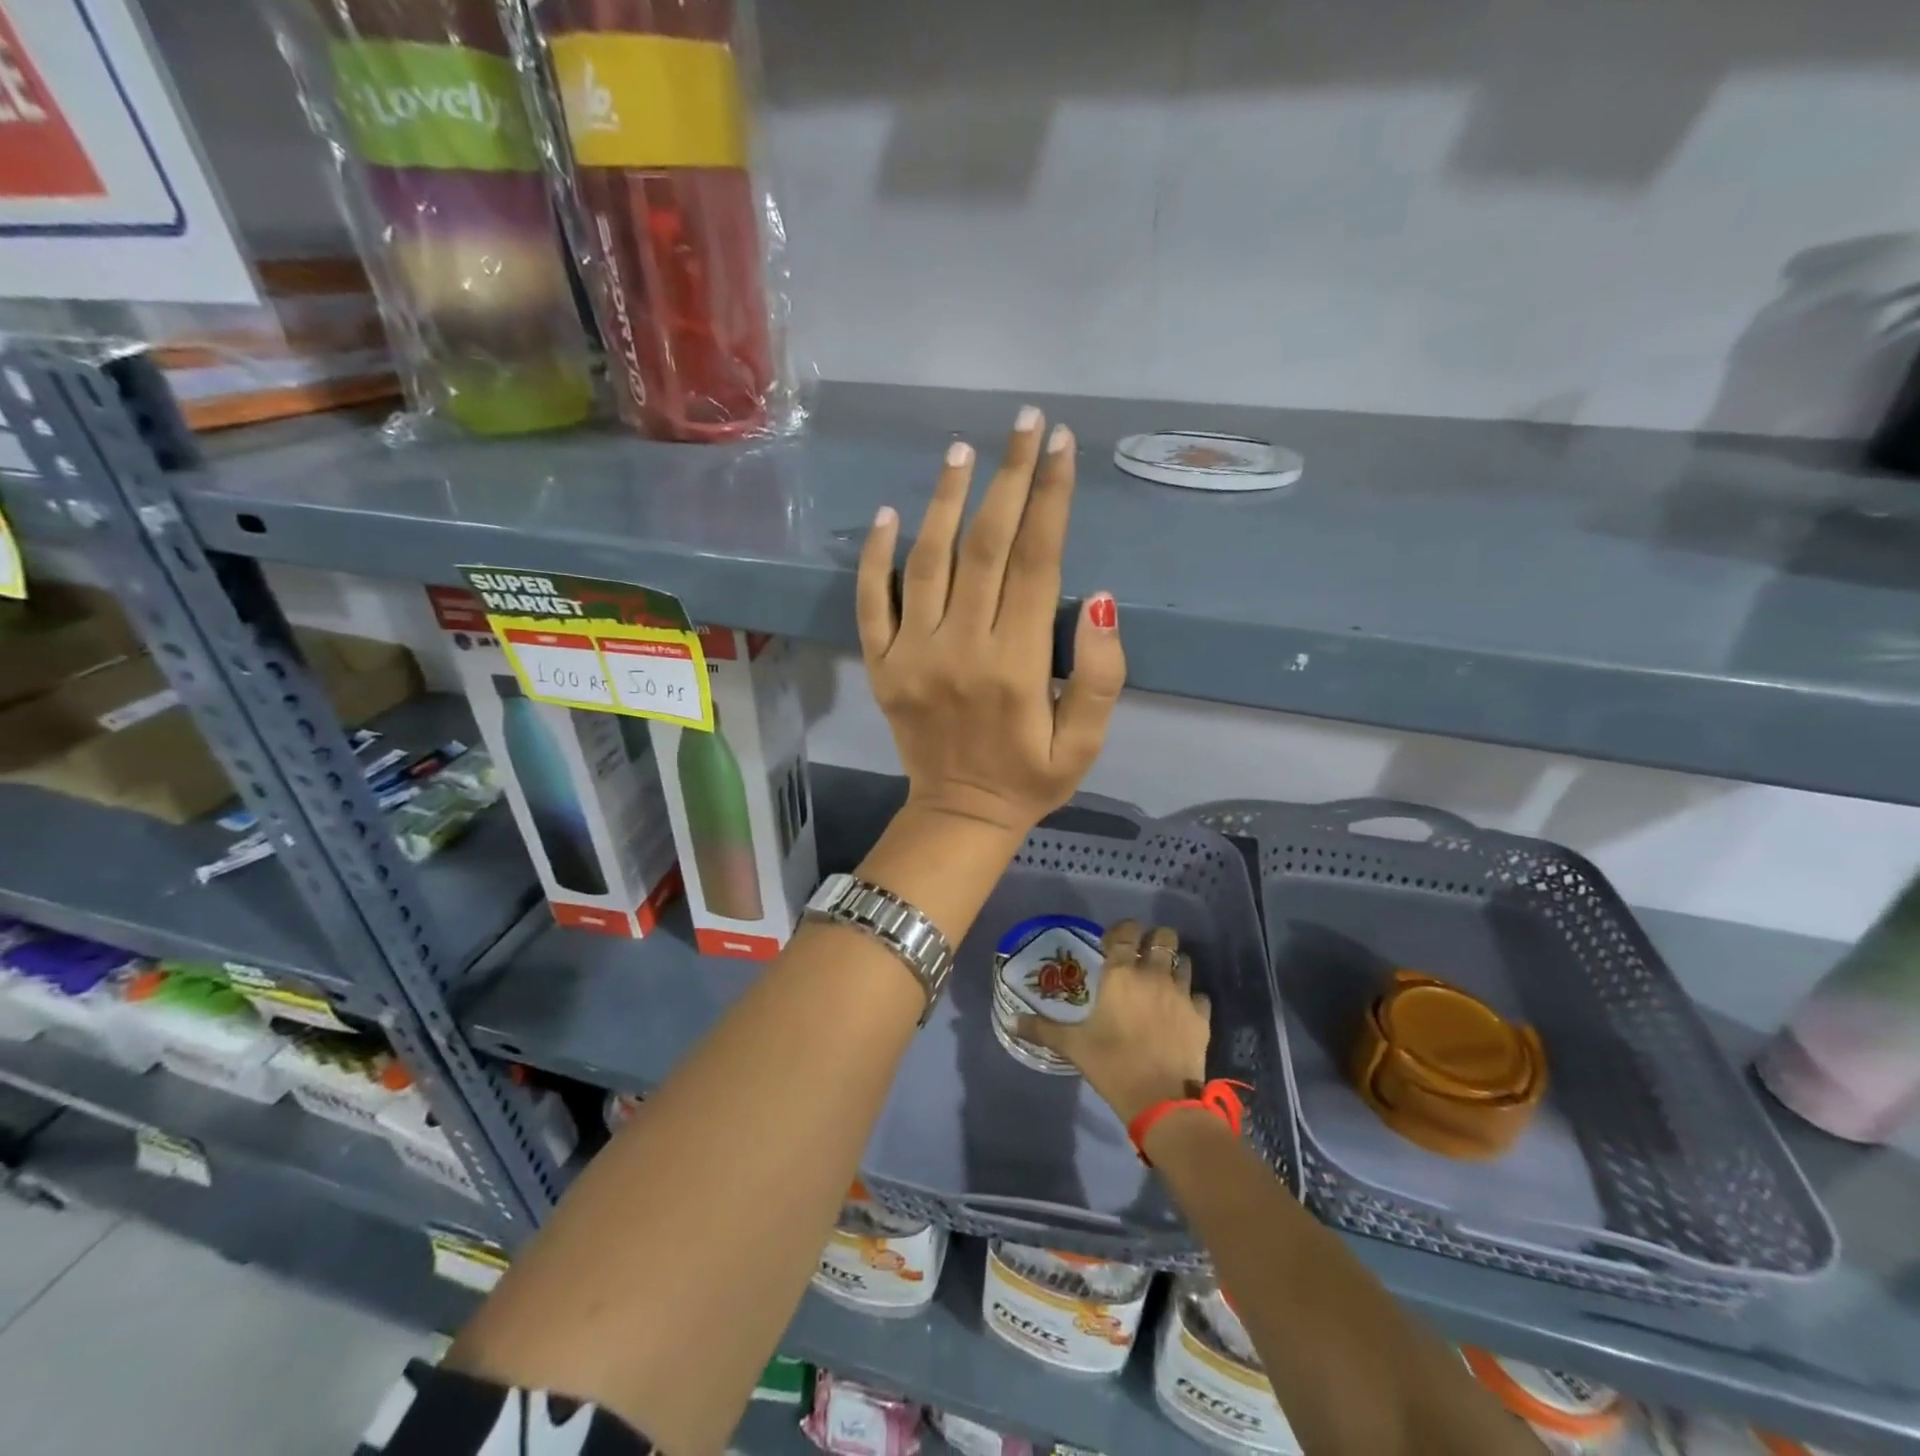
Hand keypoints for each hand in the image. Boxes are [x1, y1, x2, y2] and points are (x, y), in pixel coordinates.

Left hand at [856, 407, 1125, 838]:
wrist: (959, 815)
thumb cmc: (1030, 778)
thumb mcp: (1085, 743)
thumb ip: (1102, 675)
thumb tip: (1102, 599)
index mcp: (1018, 665)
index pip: (1038, 563)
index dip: (1052, 498)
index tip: (1062, 446)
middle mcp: (962, 649)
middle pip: (986, 546)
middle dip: (1010, 477)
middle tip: (1024, 422)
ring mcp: (913, 655)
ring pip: (927, 561)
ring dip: (946, 500)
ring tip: (963, 451)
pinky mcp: (881, 665)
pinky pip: (872, 602)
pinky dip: (876, 556)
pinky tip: (889, 512)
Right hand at [1017, 921, 1210, 1124]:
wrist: (1162, 1102)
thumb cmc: (1112, 1065)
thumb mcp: (1072, 1046)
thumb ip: (1042, 1029)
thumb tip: (1010, 1022)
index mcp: (1121, 974)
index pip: (1125, 932)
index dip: (1121, 930)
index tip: (1114, 941)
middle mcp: (1153, 974)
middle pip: (1163, 936)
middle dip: (1155, 939)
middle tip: (1142, 955)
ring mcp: (1181, 993)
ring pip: (1185, 961)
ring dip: (1174, 965)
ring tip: (1163, 980)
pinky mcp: (1201, 1016)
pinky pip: (1199, 995)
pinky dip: (1191, 998)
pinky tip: (1181, 1011)